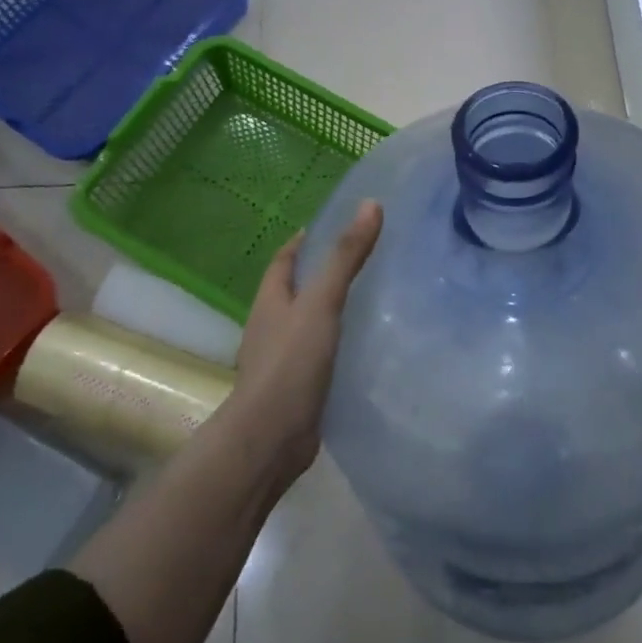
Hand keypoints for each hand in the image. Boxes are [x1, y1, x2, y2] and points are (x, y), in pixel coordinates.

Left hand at [228, 199, 384, 483]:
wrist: (271, 438)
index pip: (284, 259)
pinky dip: (336, 344)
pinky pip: (317, 355)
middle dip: (320, 274)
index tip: (332, 227)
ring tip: (369, 300)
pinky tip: (362, 348)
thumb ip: (345, 256)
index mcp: (270, 300)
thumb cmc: (291, 362)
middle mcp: (270, 326)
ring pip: (306, 324)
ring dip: (329, 311)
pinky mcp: (296, 388)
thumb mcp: (322, 302)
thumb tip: (371, 204)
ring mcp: (281, 360)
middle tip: (361, 261)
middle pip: (294, 291)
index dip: (304, 242)